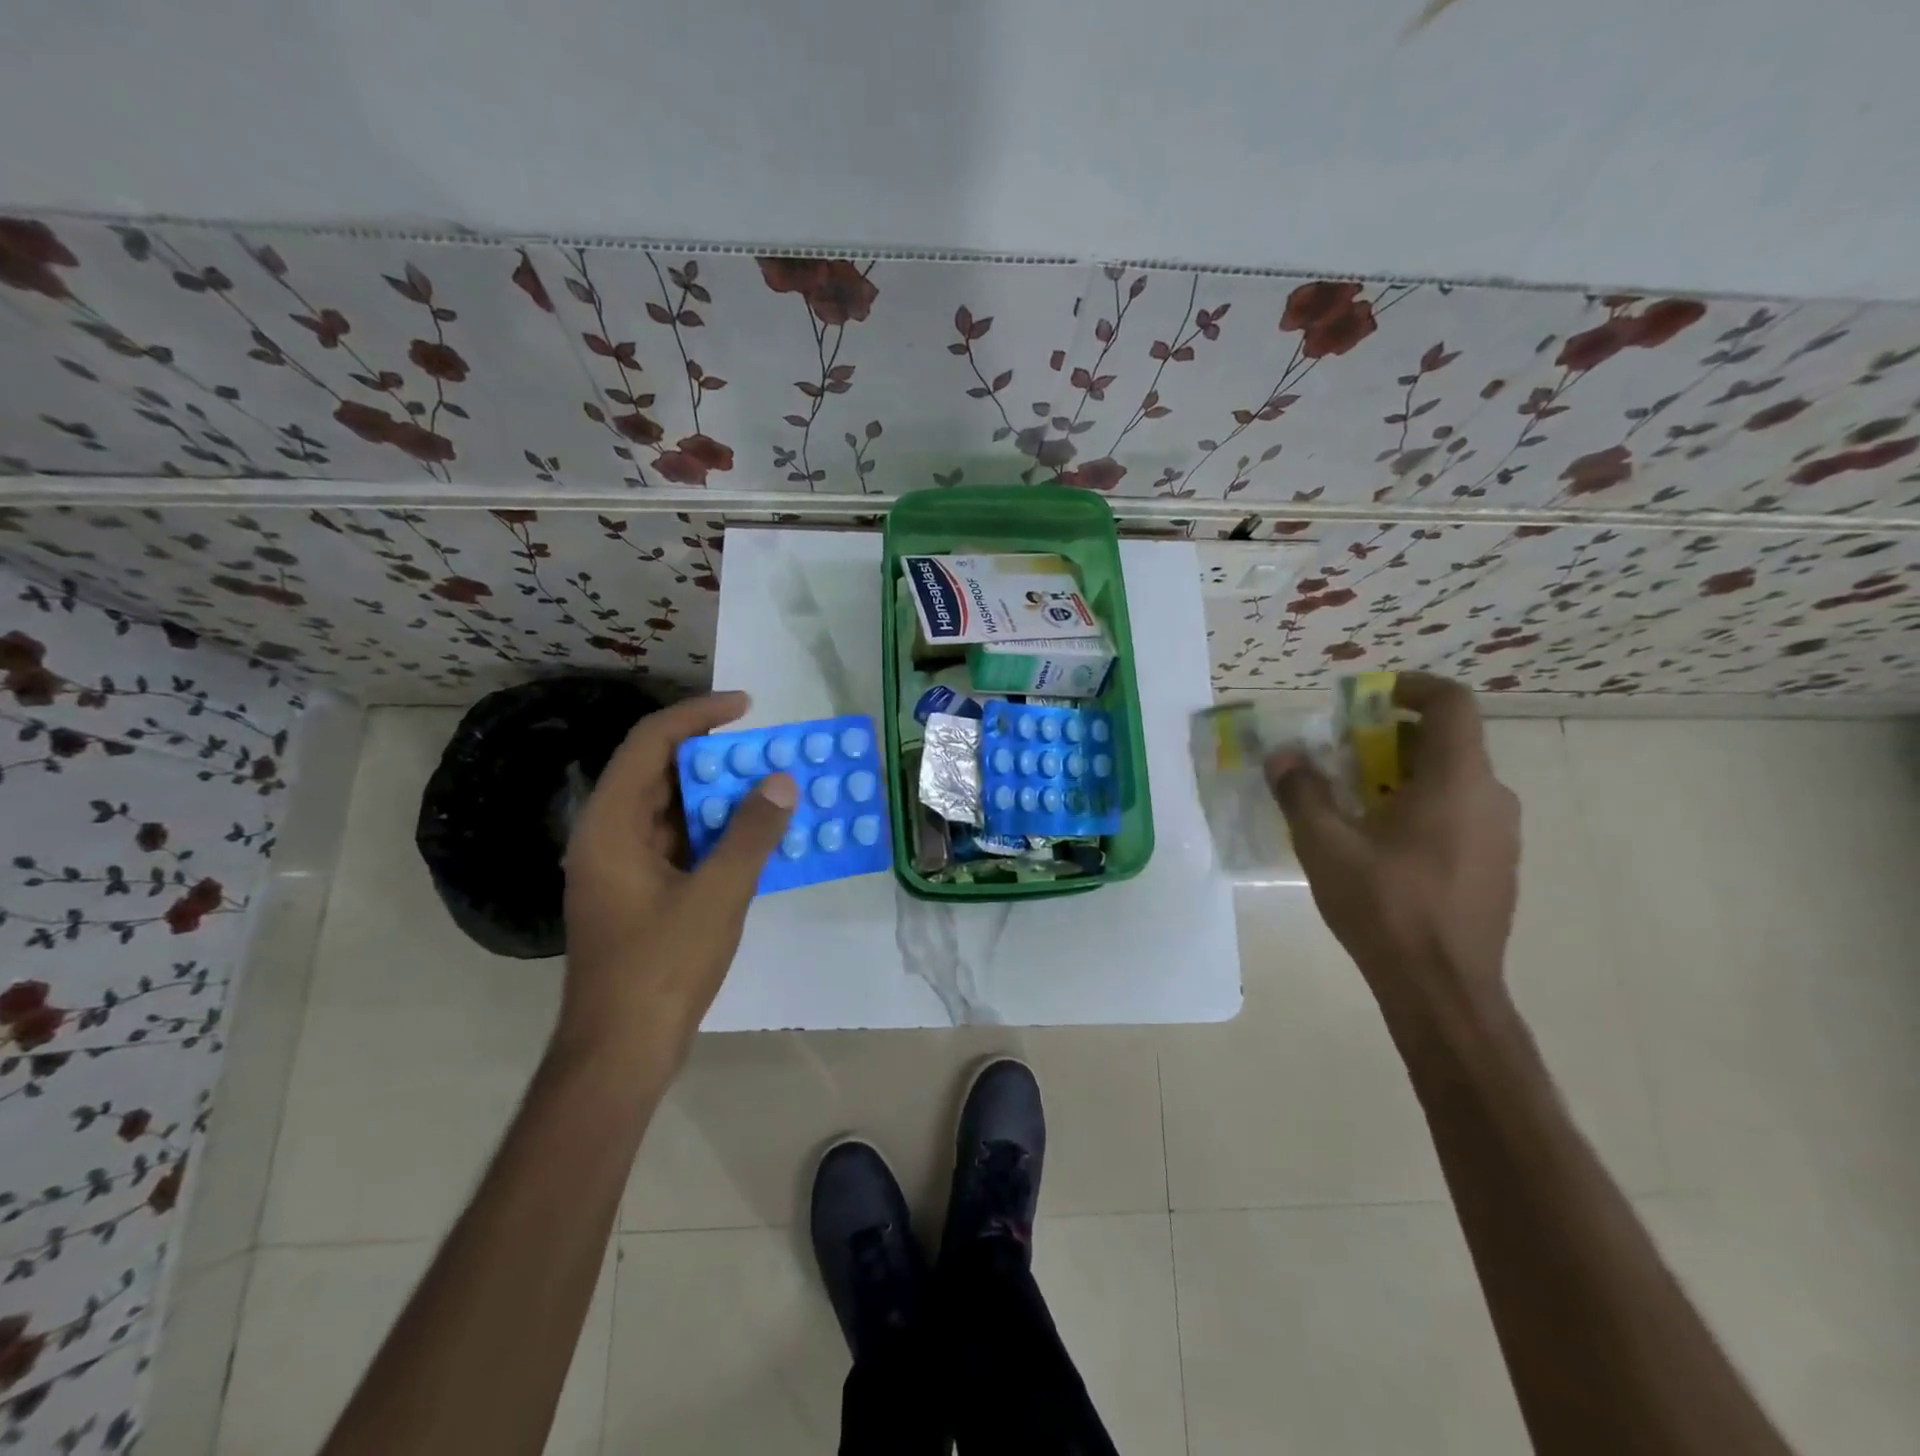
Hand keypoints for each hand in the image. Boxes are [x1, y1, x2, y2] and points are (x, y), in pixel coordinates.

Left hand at [558, 691, 794, 1073]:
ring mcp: (622, 867)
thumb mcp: (717, 895)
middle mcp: (608, 836)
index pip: (650, 743)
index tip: (747, 708)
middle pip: (660, 774)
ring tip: (770, 787)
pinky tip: (755, 837)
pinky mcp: (639, 894)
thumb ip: (751, 834)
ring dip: (720, 796)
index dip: (698, 716)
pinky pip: (679, 843)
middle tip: (769, 752)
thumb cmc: (661, 968)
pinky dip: (715, 832)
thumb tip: (781, 782)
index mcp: (611, 825)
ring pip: (673, 810)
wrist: (620, 1052)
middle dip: (717, 757)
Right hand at [1266, 673, 1519, 1023]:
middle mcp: (1490, 797)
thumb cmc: (1385, 906)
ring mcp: (1500, 835)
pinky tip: (1380, 844)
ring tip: (1352, 802)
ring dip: (1401, 775)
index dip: (1409, 688)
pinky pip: (1458, 813)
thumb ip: (1301, 790)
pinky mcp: (1497, 866)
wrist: (1442, 988)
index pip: (1450, 703)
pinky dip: (1420, 807)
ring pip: (1451, 780)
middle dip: (1388, 738)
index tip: (1365, 698)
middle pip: (1445, 742)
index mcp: (1457, 780)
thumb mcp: (1325, 844)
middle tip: (1340, 757)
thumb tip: (1282, 755)